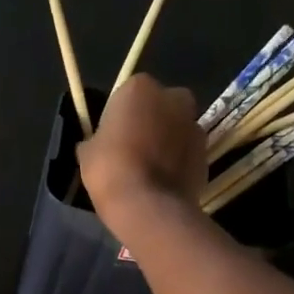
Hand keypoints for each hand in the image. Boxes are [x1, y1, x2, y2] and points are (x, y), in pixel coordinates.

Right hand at [75, 74, 205, 225]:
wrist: (147, 205)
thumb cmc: (110, 169)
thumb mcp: (87, 152)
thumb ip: (96, 139)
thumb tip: (96, 144)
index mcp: (140, 88)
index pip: (128, 93)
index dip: (120, 115)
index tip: (112, 135)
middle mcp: (173, 97)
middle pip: (160, 104)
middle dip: (151, 120)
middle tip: (132, 148)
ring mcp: (194, 125)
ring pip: (177, 128)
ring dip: (166, 141)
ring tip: (148, 169)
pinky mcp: (206, 152)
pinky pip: (187, 152)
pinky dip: (178, 162)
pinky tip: (162, 182)